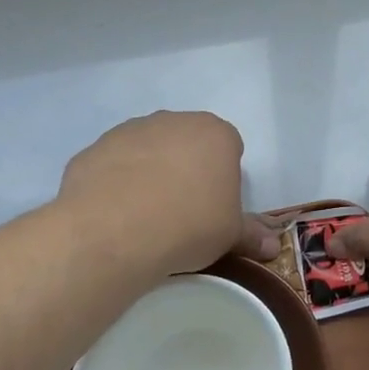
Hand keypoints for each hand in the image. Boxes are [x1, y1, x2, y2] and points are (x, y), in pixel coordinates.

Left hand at [56, 112, 279, 277]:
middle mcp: (174, 122)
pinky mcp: (94, 149)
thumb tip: (274, 248)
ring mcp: (130, 131)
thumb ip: (251, 235)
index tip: (214, 206)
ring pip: (148, 150)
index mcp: (216, 134)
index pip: (229, 147)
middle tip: (182, 210)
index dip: (223, 177)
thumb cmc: (188, 226)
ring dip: (149, 172)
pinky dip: (115, 183)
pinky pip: (113, 164)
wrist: (113, 232)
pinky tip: (114, 215)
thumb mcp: (230, 235)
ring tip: (144, 216)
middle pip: (187, 143)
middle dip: (187, 168)